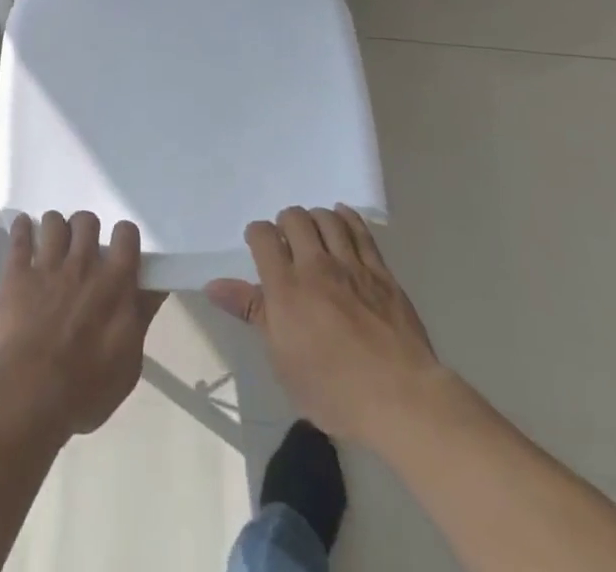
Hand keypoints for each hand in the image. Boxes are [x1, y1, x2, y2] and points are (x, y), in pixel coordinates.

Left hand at [0, 211, 165, 437]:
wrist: (30, 396)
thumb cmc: (86, 389)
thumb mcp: (128, 364)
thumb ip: (141, 318)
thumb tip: (155, 288)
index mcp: (115, 283)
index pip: (126, 234)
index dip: (123, 236)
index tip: (119, 247)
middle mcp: (83, 264)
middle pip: (87, 221)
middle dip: (85, 229)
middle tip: (82, 248)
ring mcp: (48, 266)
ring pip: (54, 221)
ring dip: (55, 227)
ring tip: (53, 241)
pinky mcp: (17, 274)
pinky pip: (19, 238)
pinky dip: (21, 228)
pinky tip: (23, 227)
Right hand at [206, 206, 442, 451]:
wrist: (402, 399)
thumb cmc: (334, 391)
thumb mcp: (282, 361)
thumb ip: (253, 313)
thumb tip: (214, 286)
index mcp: (286, 288)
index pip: (263, 236)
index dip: (257, 235)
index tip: (258, 247)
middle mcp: (315, 266)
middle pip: (294, 218)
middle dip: (285, 223)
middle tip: (287, 243)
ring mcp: (351, 265)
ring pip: (326, 217)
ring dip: (314, 218)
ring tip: (313, 233)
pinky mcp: (380, 271)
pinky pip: (360, 229)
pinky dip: (346, 217)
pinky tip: (340, 218)